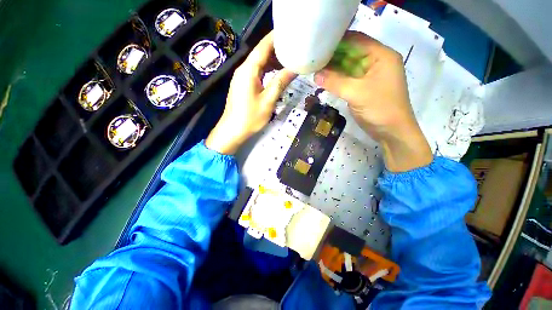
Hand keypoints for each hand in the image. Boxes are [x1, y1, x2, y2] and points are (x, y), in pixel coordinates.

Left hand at [206, 32, 296, 154]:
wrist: (232, 131)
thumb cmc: (250, 117)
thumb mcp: (268, 101)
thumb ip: (280, 83)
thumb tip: (294, 68)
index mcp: (248, 71)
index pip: (262, 47)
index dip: (275, 38)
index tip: (289, 33)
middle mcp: (243, 70)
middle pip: (260, 54)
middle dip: (276, 49)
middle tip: (294, 49)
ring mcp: (242, 78)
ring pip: (258, 64)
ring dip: (272, 61)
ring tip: (288, 61)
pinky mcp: (242, 86)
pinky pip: (256, 73)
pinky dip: (267, 71)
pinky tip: (276, 74)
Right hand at [314, 31, 431, 171]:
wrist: (391, 132)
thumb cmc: (380, 109)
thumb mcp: (356, 93)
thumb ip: (335, 82)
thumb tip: (315, 75)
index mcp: (381, 55)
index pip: (356, 40)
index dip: (337, 41)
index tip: (318, 45)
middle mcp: (376, 61)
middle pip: (351, 52)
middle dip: (332, 55)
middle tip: (313, 58)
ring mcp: (369, 75)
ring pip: (347, 66)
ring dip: (332, 68)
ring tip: (314, 68)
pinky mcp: (362, 87)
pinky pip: (347, 78)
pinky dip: (336, 79)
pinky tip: (323, 79)